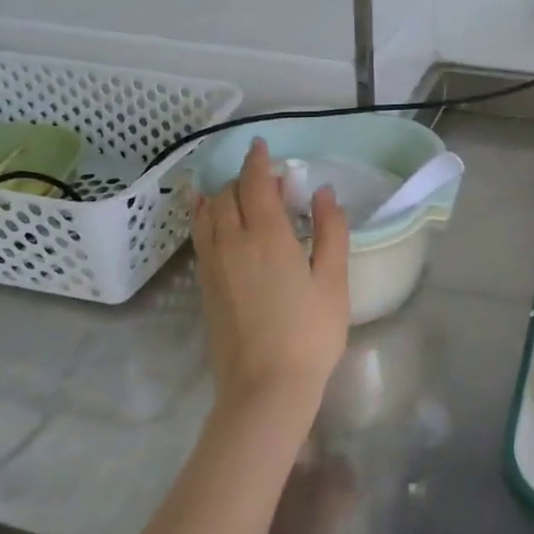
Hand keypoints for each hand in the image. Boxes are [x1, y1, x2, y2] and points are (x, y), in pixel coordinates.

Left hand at [193, 139, 350, 430]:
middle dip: (244, 178)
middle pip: (228, 195)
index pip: (255, 184)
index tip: (262, 145)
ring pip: (208, 214)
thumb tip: (323, 193)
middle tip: (267, 180)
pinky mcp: (205, 285)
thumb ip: (330, 231)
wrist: (265, 388)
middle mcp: (232, 242)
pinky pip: (200, 236)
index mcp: (267, 236)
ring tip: (235, 191)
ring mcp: (213, 264)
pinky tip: (211, 218)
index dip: (257, 161)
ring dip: (221, 195)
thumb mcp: (333, 281)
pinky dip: (204, 216)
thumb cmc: (309, 334)